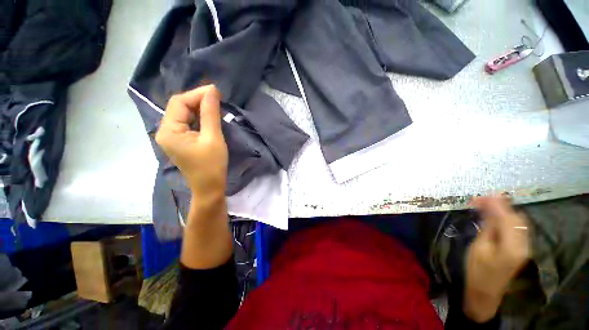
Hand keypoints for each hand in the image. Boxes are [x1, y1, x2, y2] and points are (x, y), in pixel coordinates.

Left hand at [156, 85, 231, 268]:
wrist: (209, 187)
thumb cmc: (212, 165)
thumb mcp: (213, 138)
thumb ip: (210, 113)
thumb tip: (212, 91)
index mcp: (169, 131)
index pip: (179, 103)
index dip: (197, 94)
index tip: (216, 91)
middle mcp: (165, 131)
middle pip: (179, 107)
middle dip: (198, 99)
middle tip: (217, 97)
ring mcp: (172, 136)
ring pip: (184, 114)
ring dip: (199, 107)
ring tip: (215, 104)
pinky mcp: (180, 140)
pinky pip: (187, 122)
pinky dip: (199, 116)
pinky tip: (209, 115)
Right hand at [464, 196, 529, 321]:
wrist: (485, 290)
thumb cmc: (478, 269)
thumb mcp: (479, 247)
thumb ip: (489, 226)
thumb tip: (490, 206)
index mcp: (513, 246)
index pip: (509, 218)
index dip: (497, 204)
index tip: (483, 194)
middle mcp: (524, 244)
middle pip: (517, 218)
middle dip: (500, 205)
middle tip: (480, 199)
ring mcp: (525, 245)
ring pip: (518, 221)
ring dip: (503, 211)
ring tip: (486, 205)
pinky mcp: (521, 246)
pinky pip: (517, 227)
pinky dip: (506, 218)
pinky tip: (495, 216)